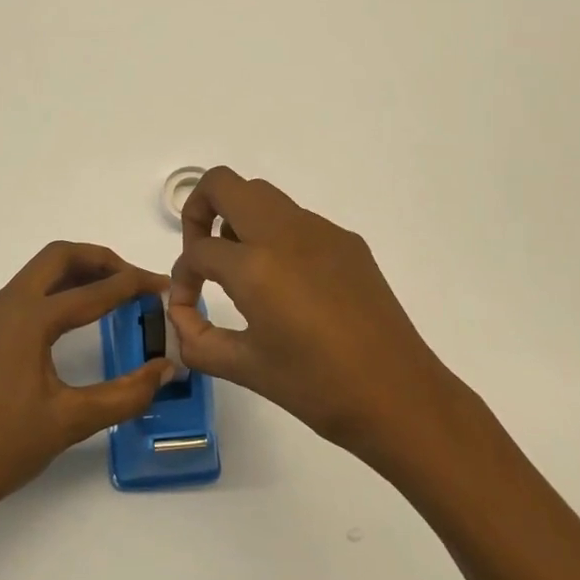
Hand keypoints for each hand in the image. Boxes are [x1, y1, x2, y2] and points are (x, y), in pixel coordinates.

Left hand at [0, 242, 175, 520]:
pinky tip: (74, 319)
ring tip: (112, 292)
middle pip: (58, 257)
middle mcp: (6, 305)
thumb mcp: (71, 421)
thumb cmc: (3, 447)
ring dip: (77, 273)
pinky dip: (56, 292)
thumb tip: (166, 369)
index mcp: (28, 318)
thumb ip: (125, 394)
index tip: (163, 285)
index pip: (93, 291)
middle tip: (134, 279)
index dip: (133, 285)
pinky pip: (25, 295)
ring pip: (38, 273)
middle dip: (100, 260)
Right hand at [167, 168, 465, 461]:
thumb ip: (197, 341)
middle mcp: (285, 233)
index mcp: (255, 266)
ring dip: (238, 219)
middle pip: (223, 184)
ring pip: (261, 195)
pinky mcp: (346, 240)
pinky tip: (289, 285)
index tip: (187, 306)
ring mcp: (320, 230)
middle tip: (204, 255)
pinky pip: (296, 219)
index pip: (198, 250)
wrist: (399, 396)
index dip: (182, 277)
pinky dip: (275, 236)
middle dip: (200, 211)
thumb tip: (180, 319)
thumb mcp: (245, 368)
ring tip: (243, 270)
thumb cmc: (317, 388)